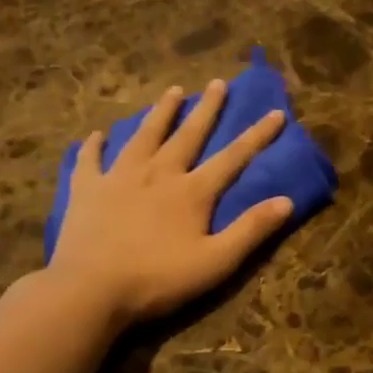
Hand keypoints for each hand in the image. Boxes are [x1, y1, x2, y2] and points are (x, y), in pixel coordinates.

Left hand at [49, 80, 293, 324]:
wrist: (90, 289)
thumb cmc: (158, 279)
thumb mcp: (216, 262)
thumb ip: (251, 230)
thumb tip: (287, 201)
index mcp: (192, 191)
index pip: (233, 157)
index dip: (257, 135)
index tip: (275, 113)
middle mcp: (158, 173)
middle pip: (187, 135)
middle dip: (206, 108)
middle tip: (217, 83)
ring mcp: (118, 178)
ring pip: (143, 136)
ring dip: (160, 113)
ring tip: (172, 91)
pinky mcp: (86, 190)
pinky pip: (90, 160)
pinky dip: (94, 146)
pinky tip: (97, 135)